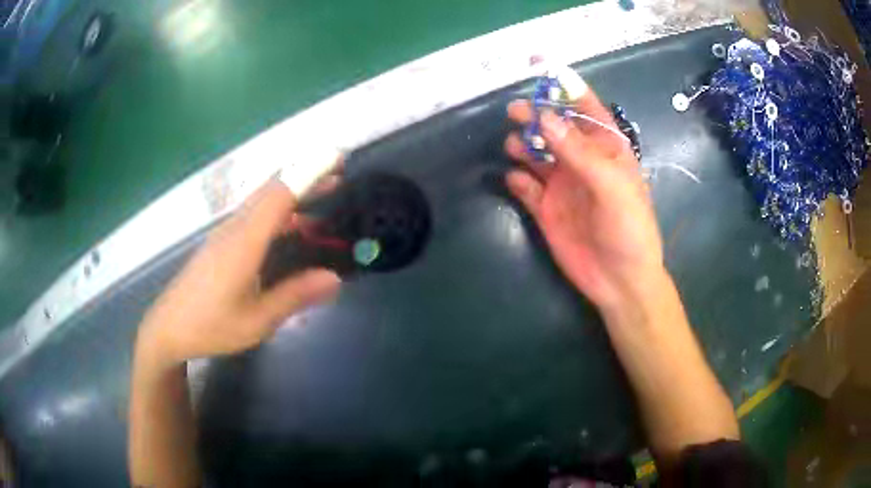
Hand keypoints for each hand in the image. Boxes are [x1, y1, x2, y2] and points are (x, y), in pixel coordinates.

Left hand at [136, 176, 341, 369]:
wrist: (168, 328)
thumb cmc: (211, 326)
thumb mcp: (257, 320)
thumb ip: (294, 296)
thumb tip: (334, 278)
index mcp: (244, 242)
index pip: (279, 194)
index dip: (309, 173)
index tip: (336, 159)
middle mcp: (235, 228)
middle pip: (272, 189)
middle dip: (306, 177)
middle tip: (339, 175)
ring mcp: (225, 233)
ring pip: (262, 201)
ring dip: (293, 193)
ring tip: (324, 198)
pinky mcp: (221, 242)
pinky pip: (254, 216)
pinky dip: (279, 211)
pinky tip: (291, 229)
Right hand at [504, 90, 663, 311]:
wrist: (619, 281)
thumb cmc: (629, 230)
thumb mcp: (612, 187)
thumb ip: (579, 152)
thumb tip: (545, 118)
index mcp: (606, 149)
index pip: (586, 108)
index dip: (565, 86)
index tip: (540, 67)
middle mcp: (582, 161)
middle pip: (554, 127)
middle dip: (536, 115)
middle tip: (516, 112)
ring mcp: (562, 184)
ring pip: (536, 152)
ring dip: (523, 144)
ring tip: (515, 146)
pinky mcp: (545, 208)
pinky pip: (524, 186)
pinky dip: (516, 179)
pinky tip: (515, 180)